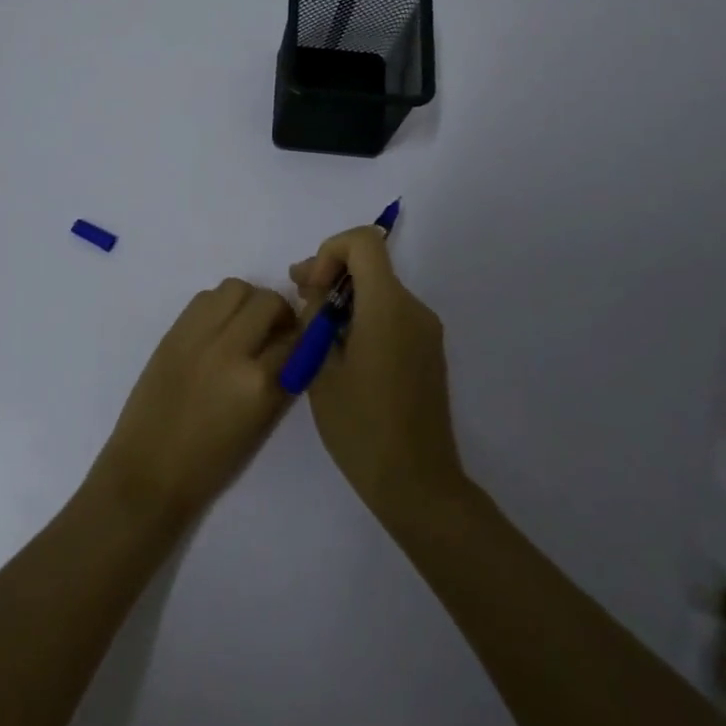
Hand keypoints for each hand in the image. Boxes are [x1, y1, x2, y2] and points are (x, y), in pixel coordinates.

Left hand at [91, 278, 297, 522]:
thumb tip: (295, 346)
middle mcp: (230, 350)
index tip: (302, 343)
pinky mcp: (173, 332)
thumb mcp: (261, 423)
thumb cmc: (211, 462)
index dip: (303, 339)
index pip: (296, 339)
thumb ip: (282, 380)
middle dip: (279, 313)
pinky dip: (219, 305)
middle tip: (275, 331)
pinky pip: (205, 298)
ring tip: (246, 324)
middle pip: (268, 302)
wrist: (148, 469)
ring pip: (236, 288)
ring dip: (249, 301)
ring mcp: (198, 336)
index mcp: (258, 383)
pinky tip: (219, 328)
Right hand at [290, 228, 463, 518]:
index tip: (310, 288)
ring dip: (344, 298)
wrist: (417, 483)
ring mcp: (425, 331)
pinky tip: (341, 351)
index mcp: (388, 307)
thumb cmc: (361, 427)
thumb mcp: (320, 371)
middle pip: (370, 264)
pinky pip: (391, 314)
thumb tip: (315, 295)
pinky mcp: (427, 351)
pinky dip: (362, 316)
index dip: (329, 251)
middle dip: (330, 274)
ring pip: (379, 289)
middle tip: (298, 301)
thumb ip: (314, 320)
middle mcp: (413, 309)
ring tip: (314, 332)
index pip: (364, 242)